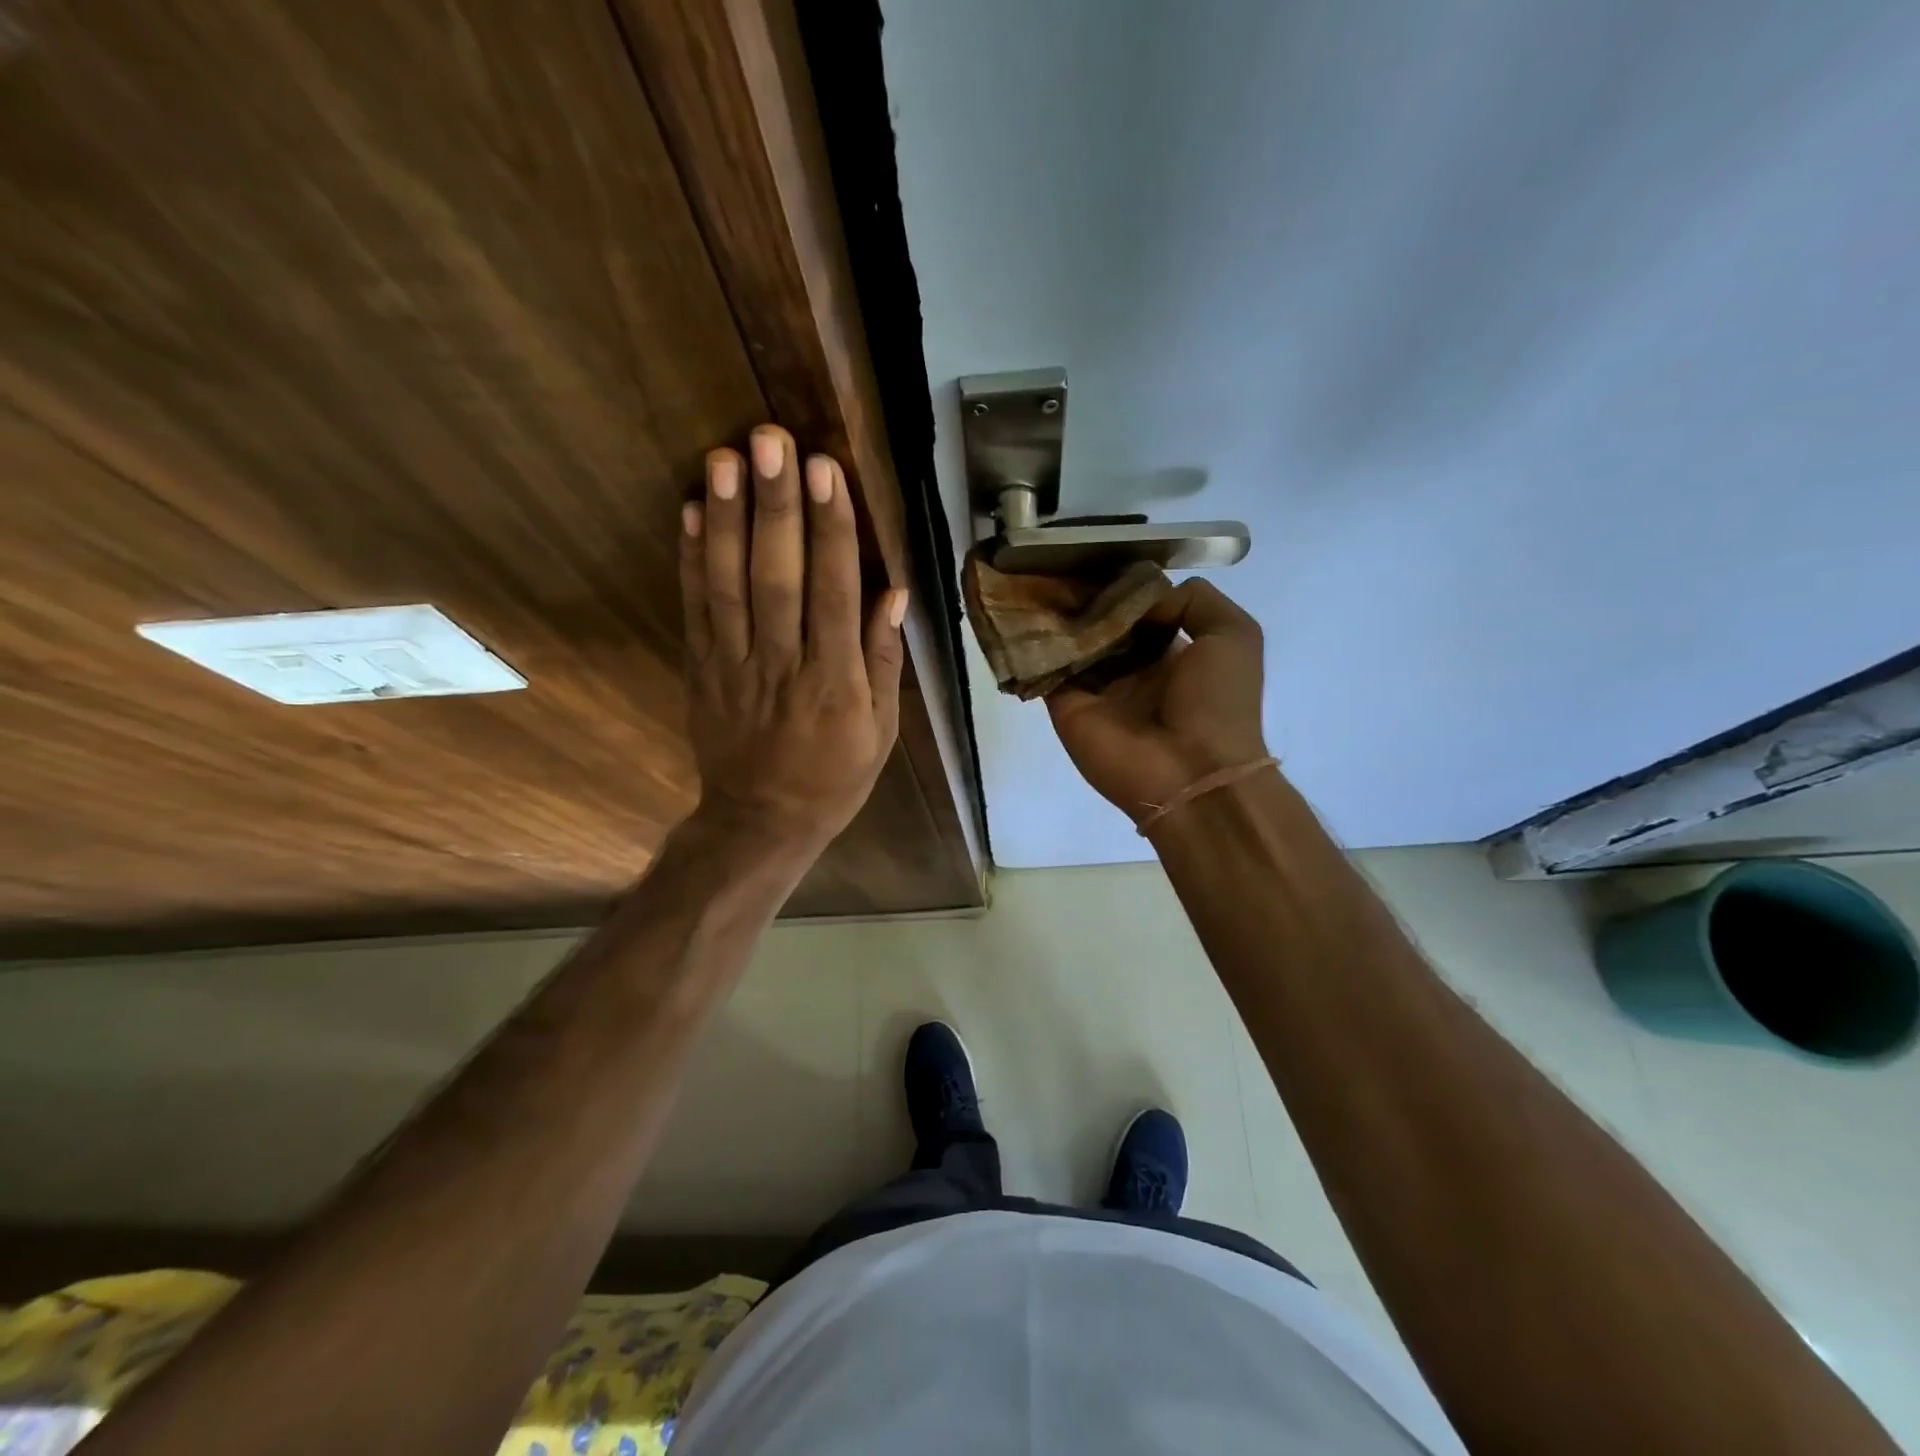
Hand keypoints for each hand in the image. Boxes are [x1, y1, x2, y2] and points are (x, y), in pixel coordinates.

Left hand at [680, 425, 905, 862]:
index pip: (833, 593)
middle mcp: (783, 665)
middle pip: (777, 577)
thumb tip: (893, 592)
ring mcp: (734, 666)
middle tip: (770, 440)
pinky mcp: (702, 670)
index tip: (826, 471)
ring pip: (729, 585)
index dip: (830, 530)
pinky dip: (692, 559)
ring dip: (729, 519)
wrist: (762, 820)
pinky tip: (694, 511)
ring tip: (727, 457)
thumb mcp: (880, 731)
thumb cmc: (834, 776)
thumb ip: (883, 660)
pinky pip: (695, 610)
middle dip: (775, 506)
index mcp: (835, 682)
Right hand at [1046, 579, 1267, 821]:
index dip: (1120, 585)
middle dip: (1082, 595)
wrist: (1192, 772)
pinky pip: (1045, 668)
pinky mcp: (1066, 705)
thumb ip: (1193, 600)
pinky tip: (1020, 609)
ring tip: (1032, 573)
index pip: (1138, 611)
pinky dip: (1032, 643)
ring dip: (1053, 613)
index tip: (1096, 556)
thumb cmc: (1218, 702)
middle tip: (1056, 558)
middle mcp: (1131, 669)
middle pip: (1100, 624)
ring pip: (1069, 642)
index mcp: (1172, 652)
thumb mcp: (1233, 634)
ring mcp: (1096, 688)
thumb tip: (1138, 597)